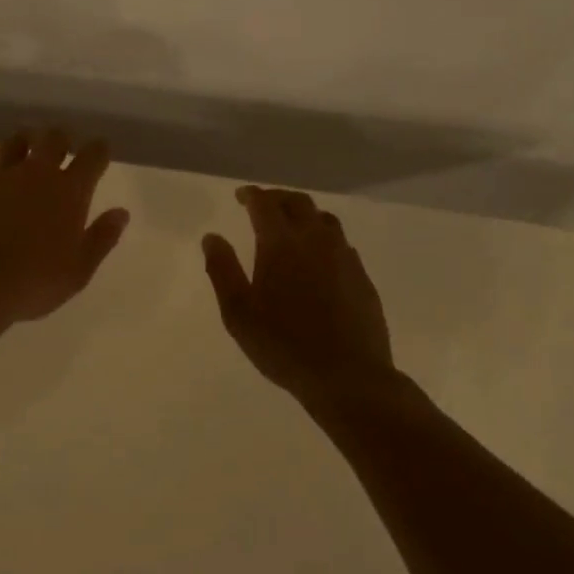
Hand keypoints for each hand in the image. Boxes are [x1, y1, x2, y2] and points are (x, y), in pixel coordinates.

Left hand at [0, 128, 130, 344]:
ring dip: (23, 140)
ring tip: (24, 144)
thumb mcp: (78, 271)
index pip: (92, 157)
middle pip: (53, 139)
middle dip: (60, 138)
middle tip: (61, 146)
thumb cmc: (33, 283)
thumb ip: (102, 238)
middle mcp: (37, 174)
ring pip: (14, 142)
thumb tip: (121, 213)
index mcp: (69, 192)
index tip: (101, 150)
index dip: (99, 150)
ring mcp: (0, 175)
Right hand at [203, 187, 395, 399]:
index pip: (265, 204)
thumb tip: (212, 237)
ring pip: (324, 219)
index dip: (251, 195)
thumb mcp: (238, 313)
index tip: (240, 196)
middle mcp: (315, 240)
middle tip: (262, 205)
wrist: (348, 377)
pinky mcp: (362, 277)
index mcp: (281, 244)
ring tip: (291, 226)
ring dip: (304, 214)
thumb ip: (222, 270)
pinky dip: (324, 238)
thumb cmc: (284, 346)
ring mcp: (344, 257)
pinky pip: (341, 243)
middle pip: (298, 203)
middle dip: (277, 198)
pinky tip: (319, 258)